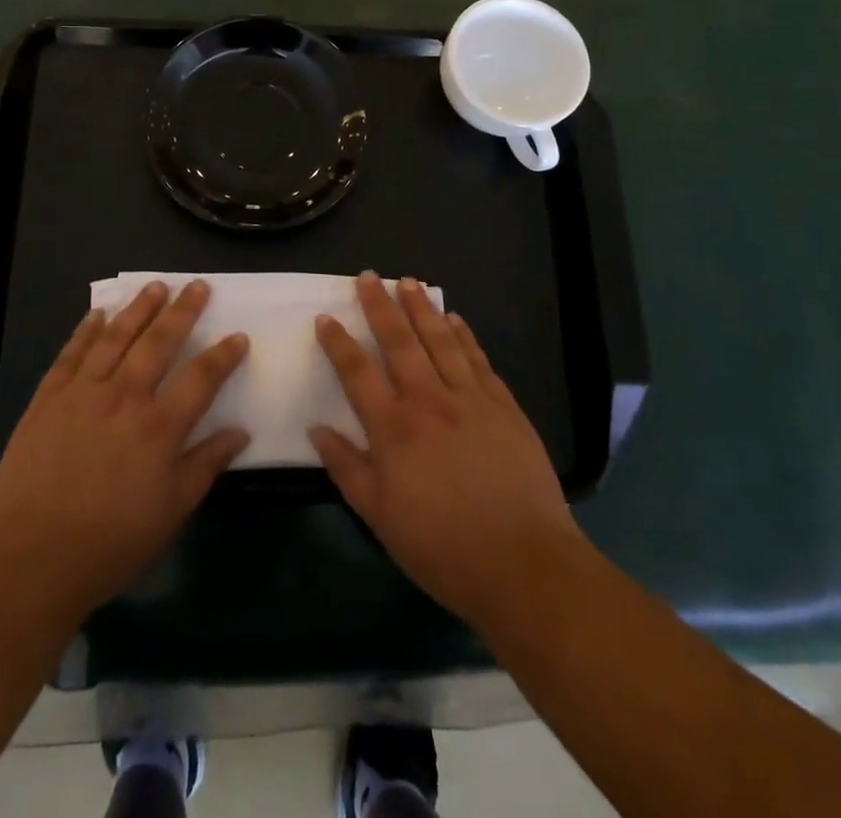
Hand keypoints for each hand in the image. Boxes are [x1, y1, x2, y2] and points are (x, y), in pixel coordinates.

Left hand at [0, 280, 249, 619]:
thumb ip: (206, 465)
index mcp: (160, 426)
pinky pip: (73, 352)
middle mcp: (125, 396)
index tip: (238, 336)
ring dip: (139, 308)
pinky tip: (98, 314)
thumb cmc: (110, 542)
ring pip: (117, 336)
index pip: (202, 378)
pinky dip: (87, 329)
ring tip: (155, 286)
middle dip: (182, 311)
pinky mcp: (49, 396)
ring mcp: (83, 391)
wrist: (31, 556)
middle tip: (197, 285)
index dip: (223, 355)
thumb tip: (240, 432)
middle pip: (159, 342)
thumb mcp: (171, 512)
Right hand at [309, 272, 582, 633]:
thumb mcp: (379, 517)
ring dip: (422, 308)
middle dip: (381, 306)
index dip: (338, 342)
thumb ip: (346, 468)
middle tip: (369, 276)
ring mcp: (470, 399)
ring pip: (441, 340)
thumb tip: (317, 430)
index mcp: (393, 428)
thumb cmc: (442, 547)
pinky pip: (478, 359)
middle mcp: (428, 400)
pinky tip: (456, 319)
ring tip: (408, 282)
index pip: (357, 372)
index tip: (325, 317)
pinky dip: (465, 335)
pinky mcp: (503, 406)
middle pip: (399, 341)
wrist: (523, 563)